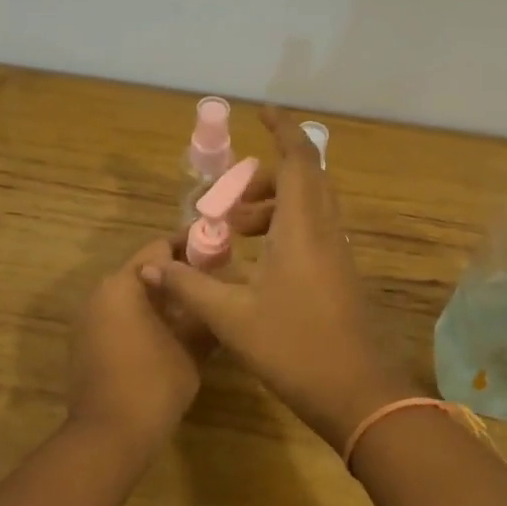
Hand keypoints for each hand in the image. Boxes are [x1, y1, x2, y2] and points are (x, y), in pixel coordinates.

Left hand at [68, 236, 215, 457]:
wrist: (109, 436)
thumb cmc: (153, 383)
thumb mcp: (192, 347)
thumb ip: (205, 315)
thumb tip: (220, 296)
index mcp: (123, 284)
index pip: (159, 248)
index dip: (191, 246)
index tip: (220, 249)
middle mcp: (101, 293)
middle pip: (144, 270)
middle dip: (178, 273)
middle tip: (213, 279)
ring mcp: (89, 319)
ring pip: (132, 294)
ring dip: (162, 296)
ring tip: (198, 306)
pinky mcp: (87, 343)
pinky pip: (120, 316)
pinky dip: (145, 316)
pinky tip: (172, 332)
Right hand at [140, 108, 414, 449]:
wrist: (356, 393)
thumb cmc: (295, 348)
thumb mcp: (232, 318)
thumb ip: (190, 287)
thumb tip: (150, 267)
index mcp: (304, 229)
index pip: (300, 160)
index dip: (283, 129)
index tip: (261, 112)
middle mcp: (326, 231)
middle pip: (305, 179)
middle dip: (266, 176)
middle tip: (229, 195)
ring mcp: (338, 253)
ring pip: (309, 206)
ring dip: (272, 206)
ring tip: (234, 231)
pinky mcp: (340, 273)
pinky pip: (313, 230)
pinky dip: (284, 228)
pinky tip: (255, 262)